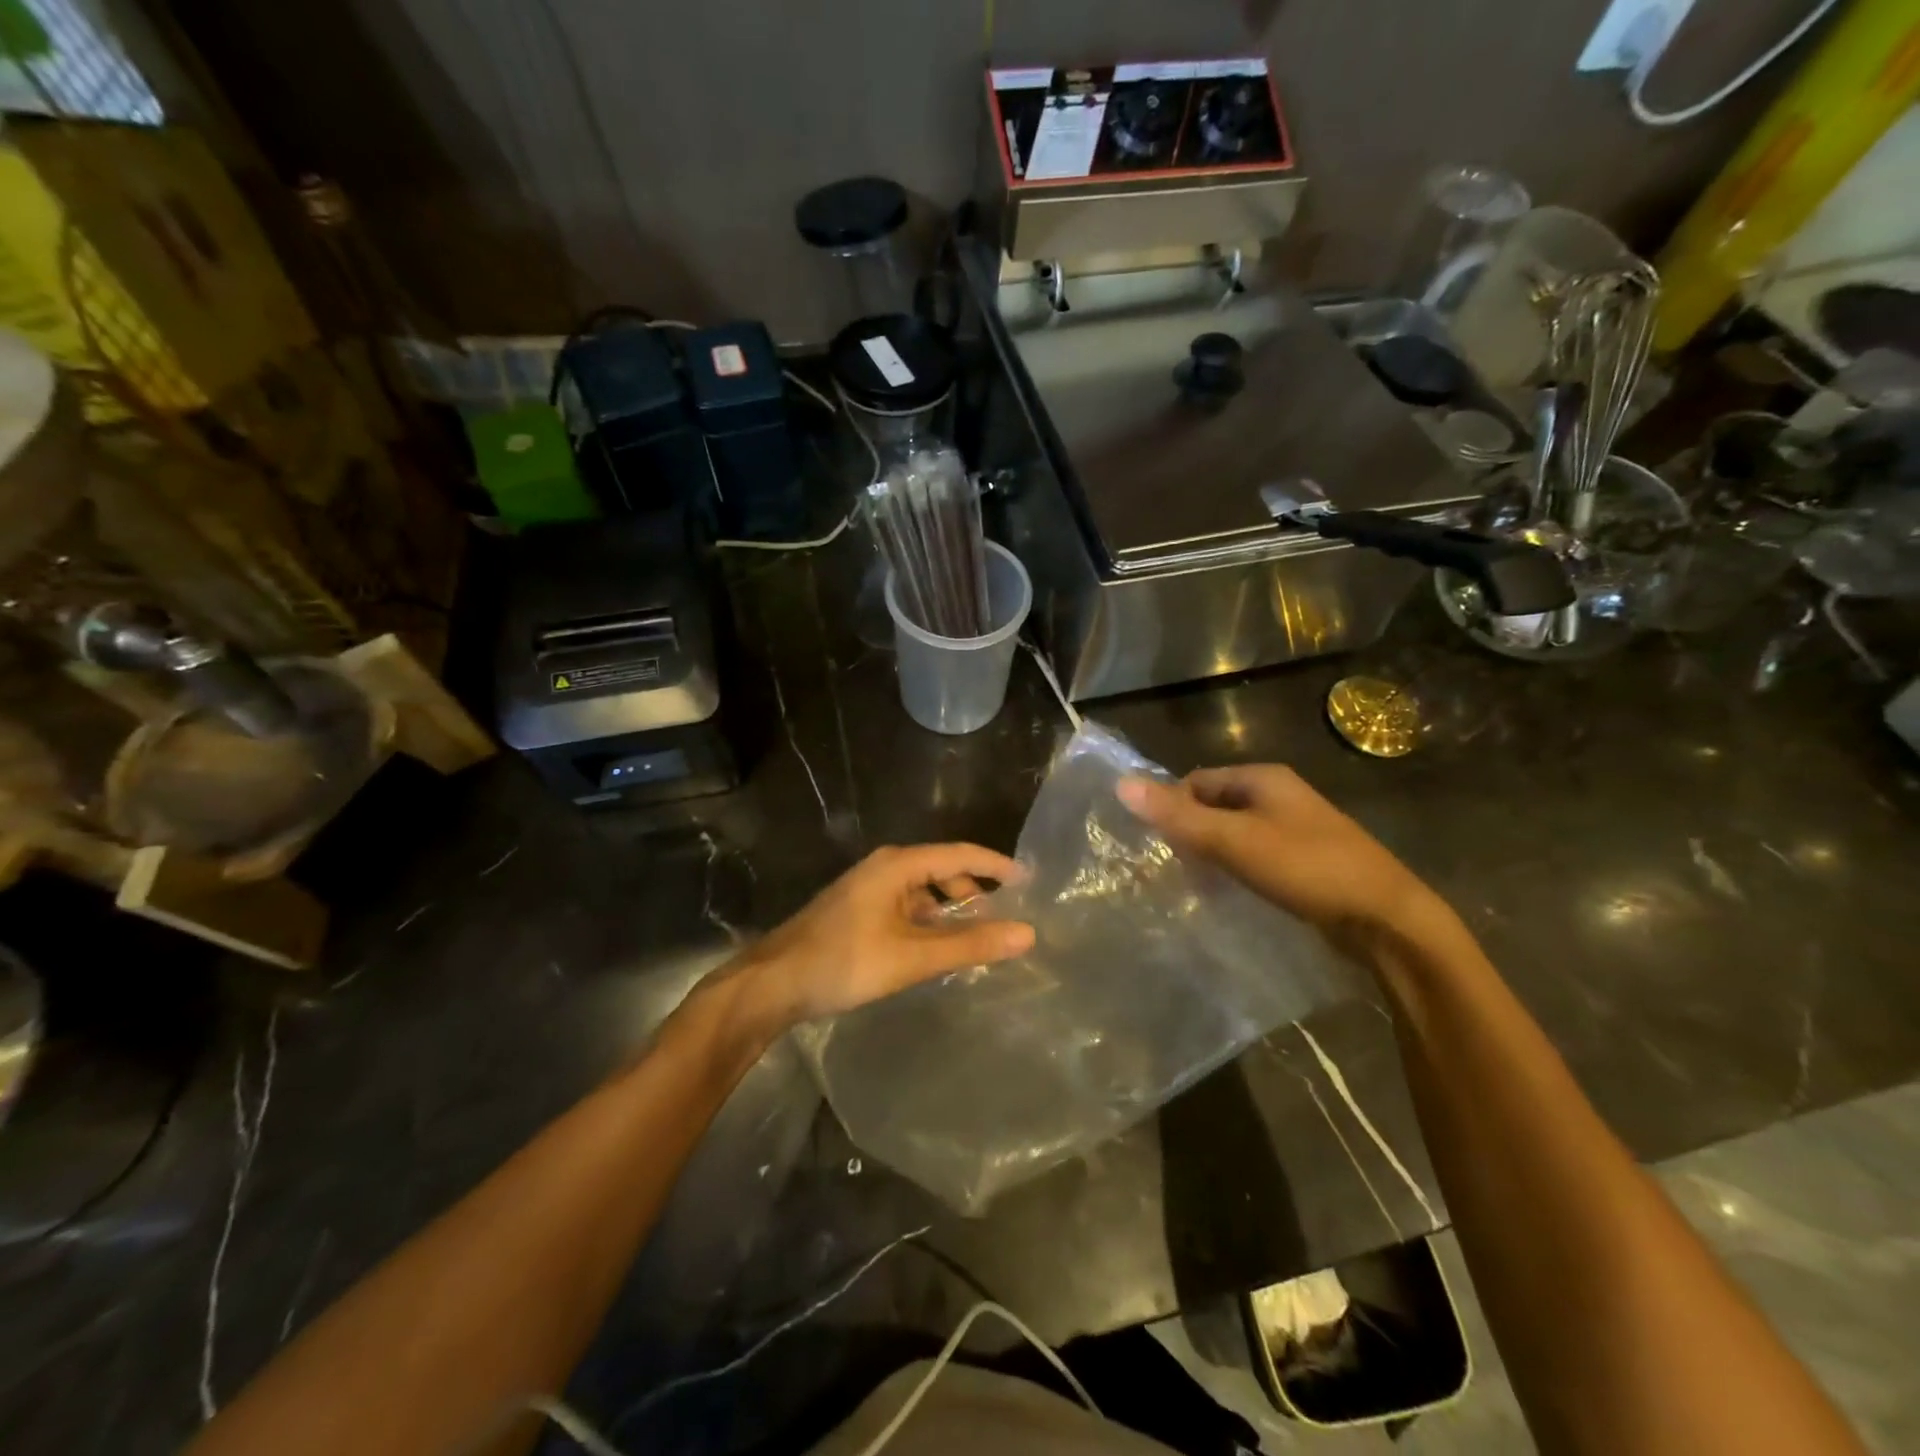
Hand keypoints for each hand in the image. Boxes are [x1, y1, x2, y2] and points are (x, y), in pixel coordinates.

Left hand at [726, 844, 1034, 1031]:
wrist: (772, 984)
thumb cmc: (844, 962)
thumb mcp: (913, 956)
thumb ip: (970, 944)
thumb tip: (1026, 933)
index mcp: (898, 865)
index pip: (960, 854)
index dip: (997, 866)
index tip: (1030, 883)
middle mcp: (884, 868)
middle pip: (942, 870)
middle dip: (974, 892)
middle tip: (1005, 921)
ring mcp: (868, 889)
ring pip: (923, 892)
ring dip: (950, 911)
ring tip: (975, 940)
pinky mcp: (858, 911)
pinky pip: (906, 907)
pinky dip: (928, 923)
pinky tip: (936, 949)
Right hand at [1116, 766, 1450, 946]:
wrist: (1387, 919)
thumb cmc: (1307, 868)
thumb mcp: (1235, 840)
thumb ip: (1178, 816)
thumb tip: (1121, 784)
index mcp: (1263, 778)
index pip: (1195, 780)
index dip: (1171, 806)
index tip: (1154, 842)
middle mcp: (1279, 795)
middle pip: (1214, 804)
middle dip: (1189, 831)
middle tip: (1169, 866)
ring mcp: (1295, 828)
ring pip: (1234, 831)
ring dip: (1210, 852)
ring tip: (1193, 883)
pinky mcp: (1305, 860)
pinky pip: (1255, 854)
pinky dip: (1235, 868)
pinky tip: (1229, 892)